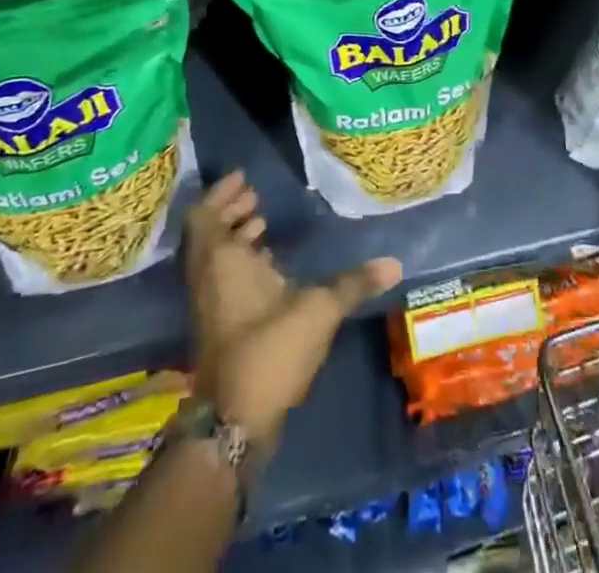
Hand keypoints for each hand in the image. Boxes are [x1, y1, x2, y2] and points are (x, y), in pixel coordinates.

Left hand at [185, 171, 401, 447]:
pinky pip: (221, 279)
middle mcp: (206, 276)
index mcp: (220, 259)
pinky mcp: (217, 327)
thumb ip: (353, 283)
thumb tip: (394, 263)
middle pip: (208, 233)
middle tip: (256, 198)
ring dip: (234, 238)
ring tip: (263, 225)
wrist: (234, 421)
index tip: (244, 178)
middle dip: (230, 211)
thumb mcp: (319, 309)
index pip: (204, 213)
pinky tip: (269, 269)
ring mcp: (208, 305)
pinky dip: (238, 264)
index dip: (220, 193)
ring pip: (214, 258)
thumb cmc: (269, 348)